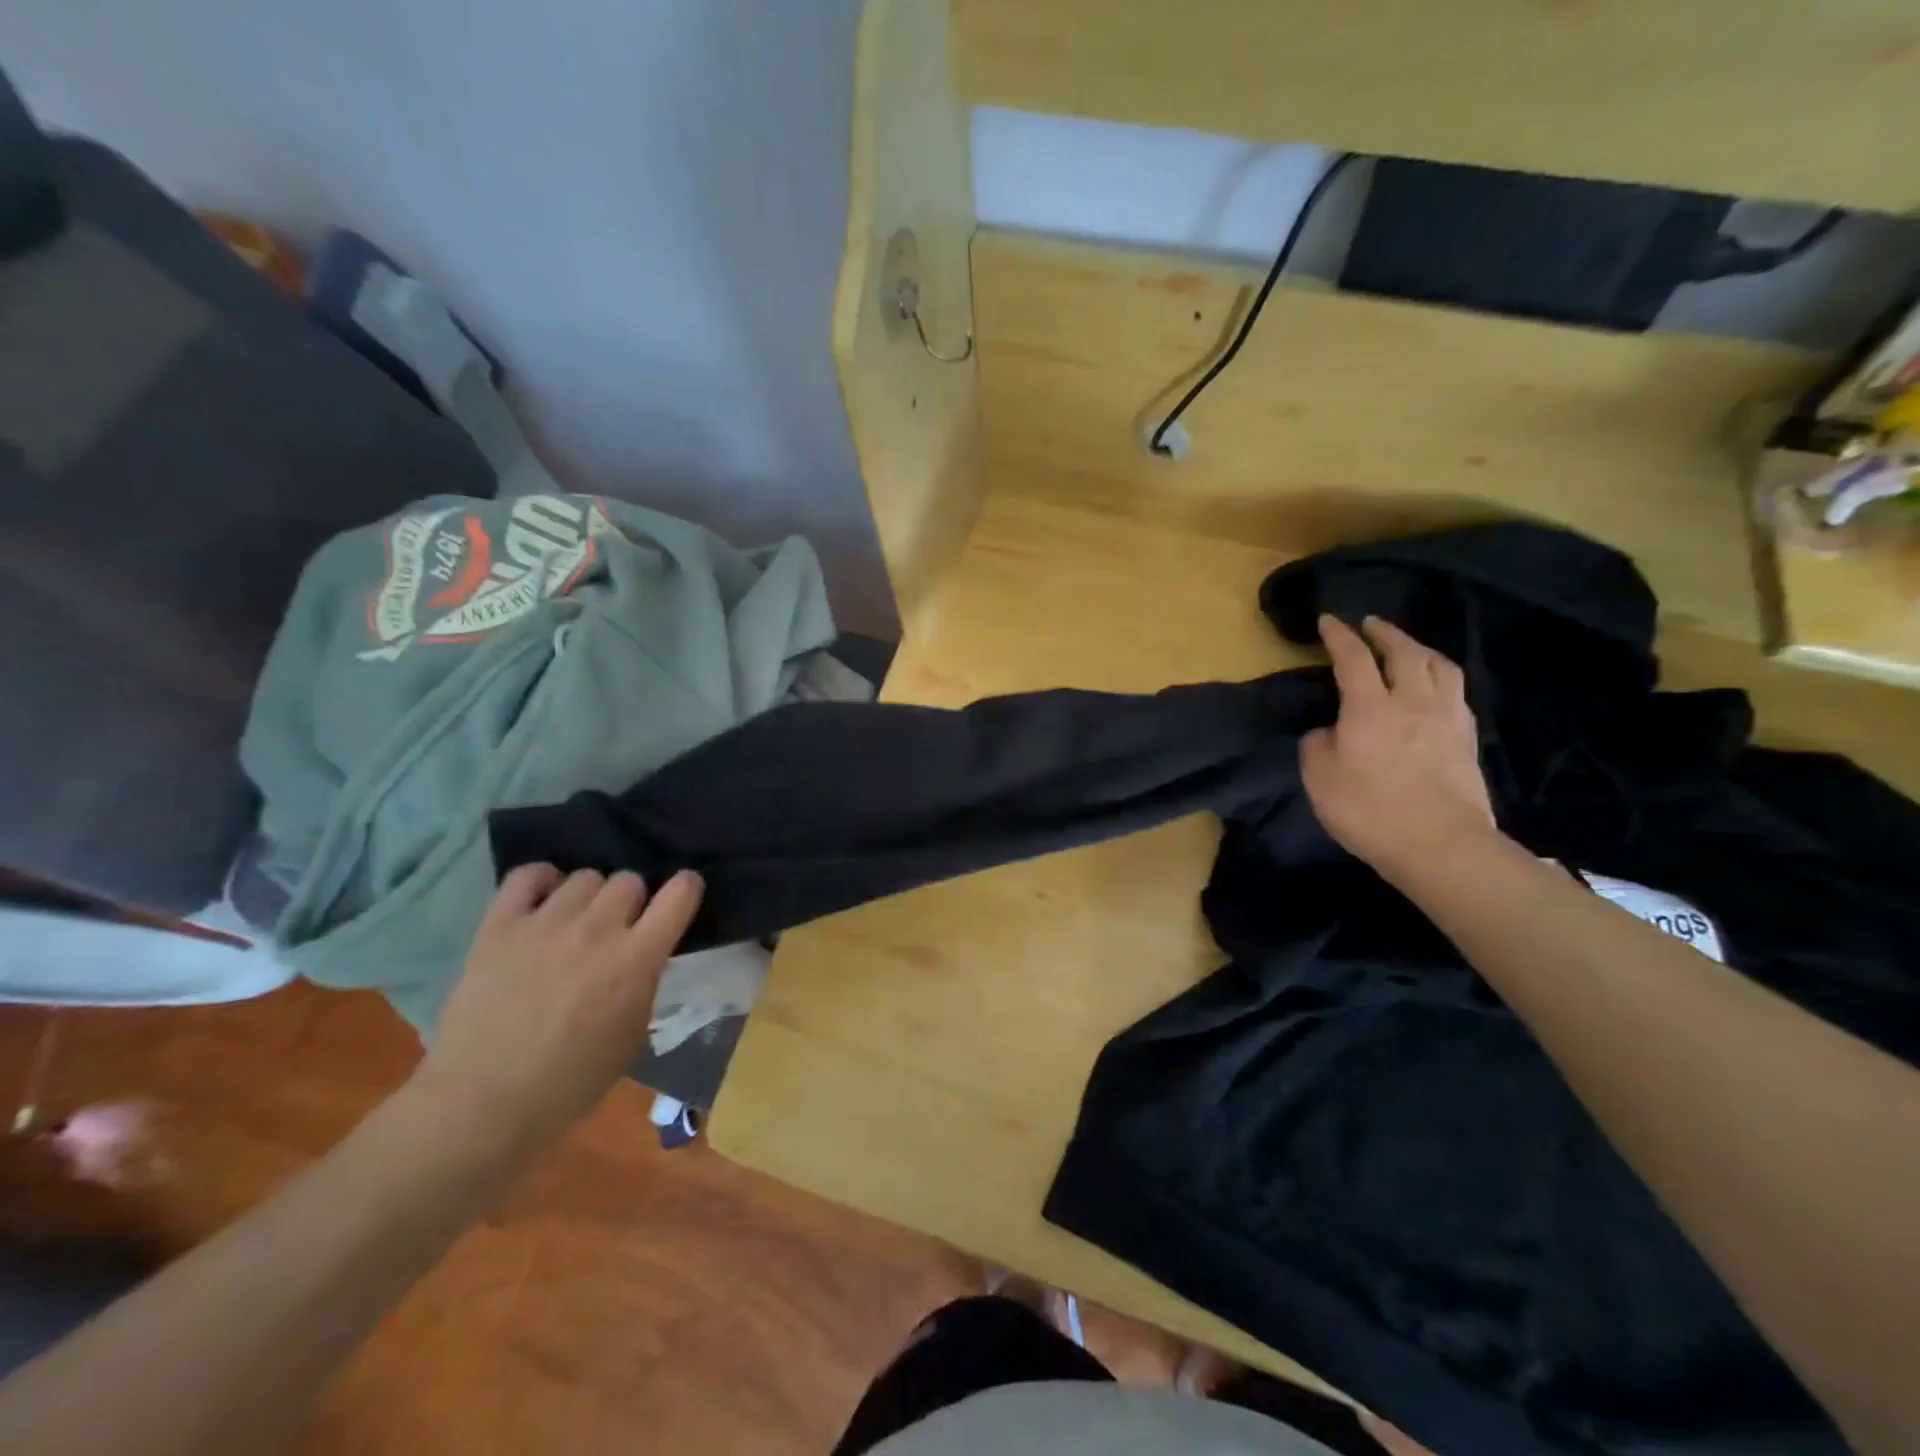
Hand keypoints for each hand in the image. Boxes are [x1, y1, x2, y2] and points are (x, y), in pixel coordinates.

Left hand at [414, 866, 703, 1156]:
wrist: (483, 1103)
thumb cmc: (570, 1081)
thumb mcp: (633, 1035)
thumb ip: (644, 983)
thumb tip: (642, 956)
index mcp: (636, 959)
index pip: (679, 894)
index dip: (686, 888)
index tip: (682, 894)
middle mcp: (597, 929)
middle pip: (629, 880)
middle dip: (630, 901)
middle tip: (617, 927)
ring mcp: (545, 923)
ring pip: (585, 876)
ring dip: (589, 897)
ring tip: (574, 921)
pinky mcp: (499, 926)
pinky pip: (527, 875)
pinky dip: (542, 880)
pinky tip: (542, 901)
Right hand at [1301, 614, 1497, 882]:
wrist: (1440, 846)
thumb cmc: (1369, 811)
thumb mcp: (1319, 779)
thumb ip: (1317, 745)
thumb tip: (1327, 731)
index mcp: (1370, 708)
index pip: (1353, 659)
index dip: (1339, 636)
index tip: (1328, 621)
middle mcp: (1412, 702)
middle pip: (1404, 652)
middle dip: (1385, 633)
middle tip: (1371, 624)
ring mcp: (1446, 719)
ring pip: (1439, 666)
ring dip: (1420, 649)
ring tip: (1408, 648)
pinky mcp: (1467, 740)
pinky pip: (1456, 694)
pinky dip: (1441, 679)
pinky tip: (1435, 689)